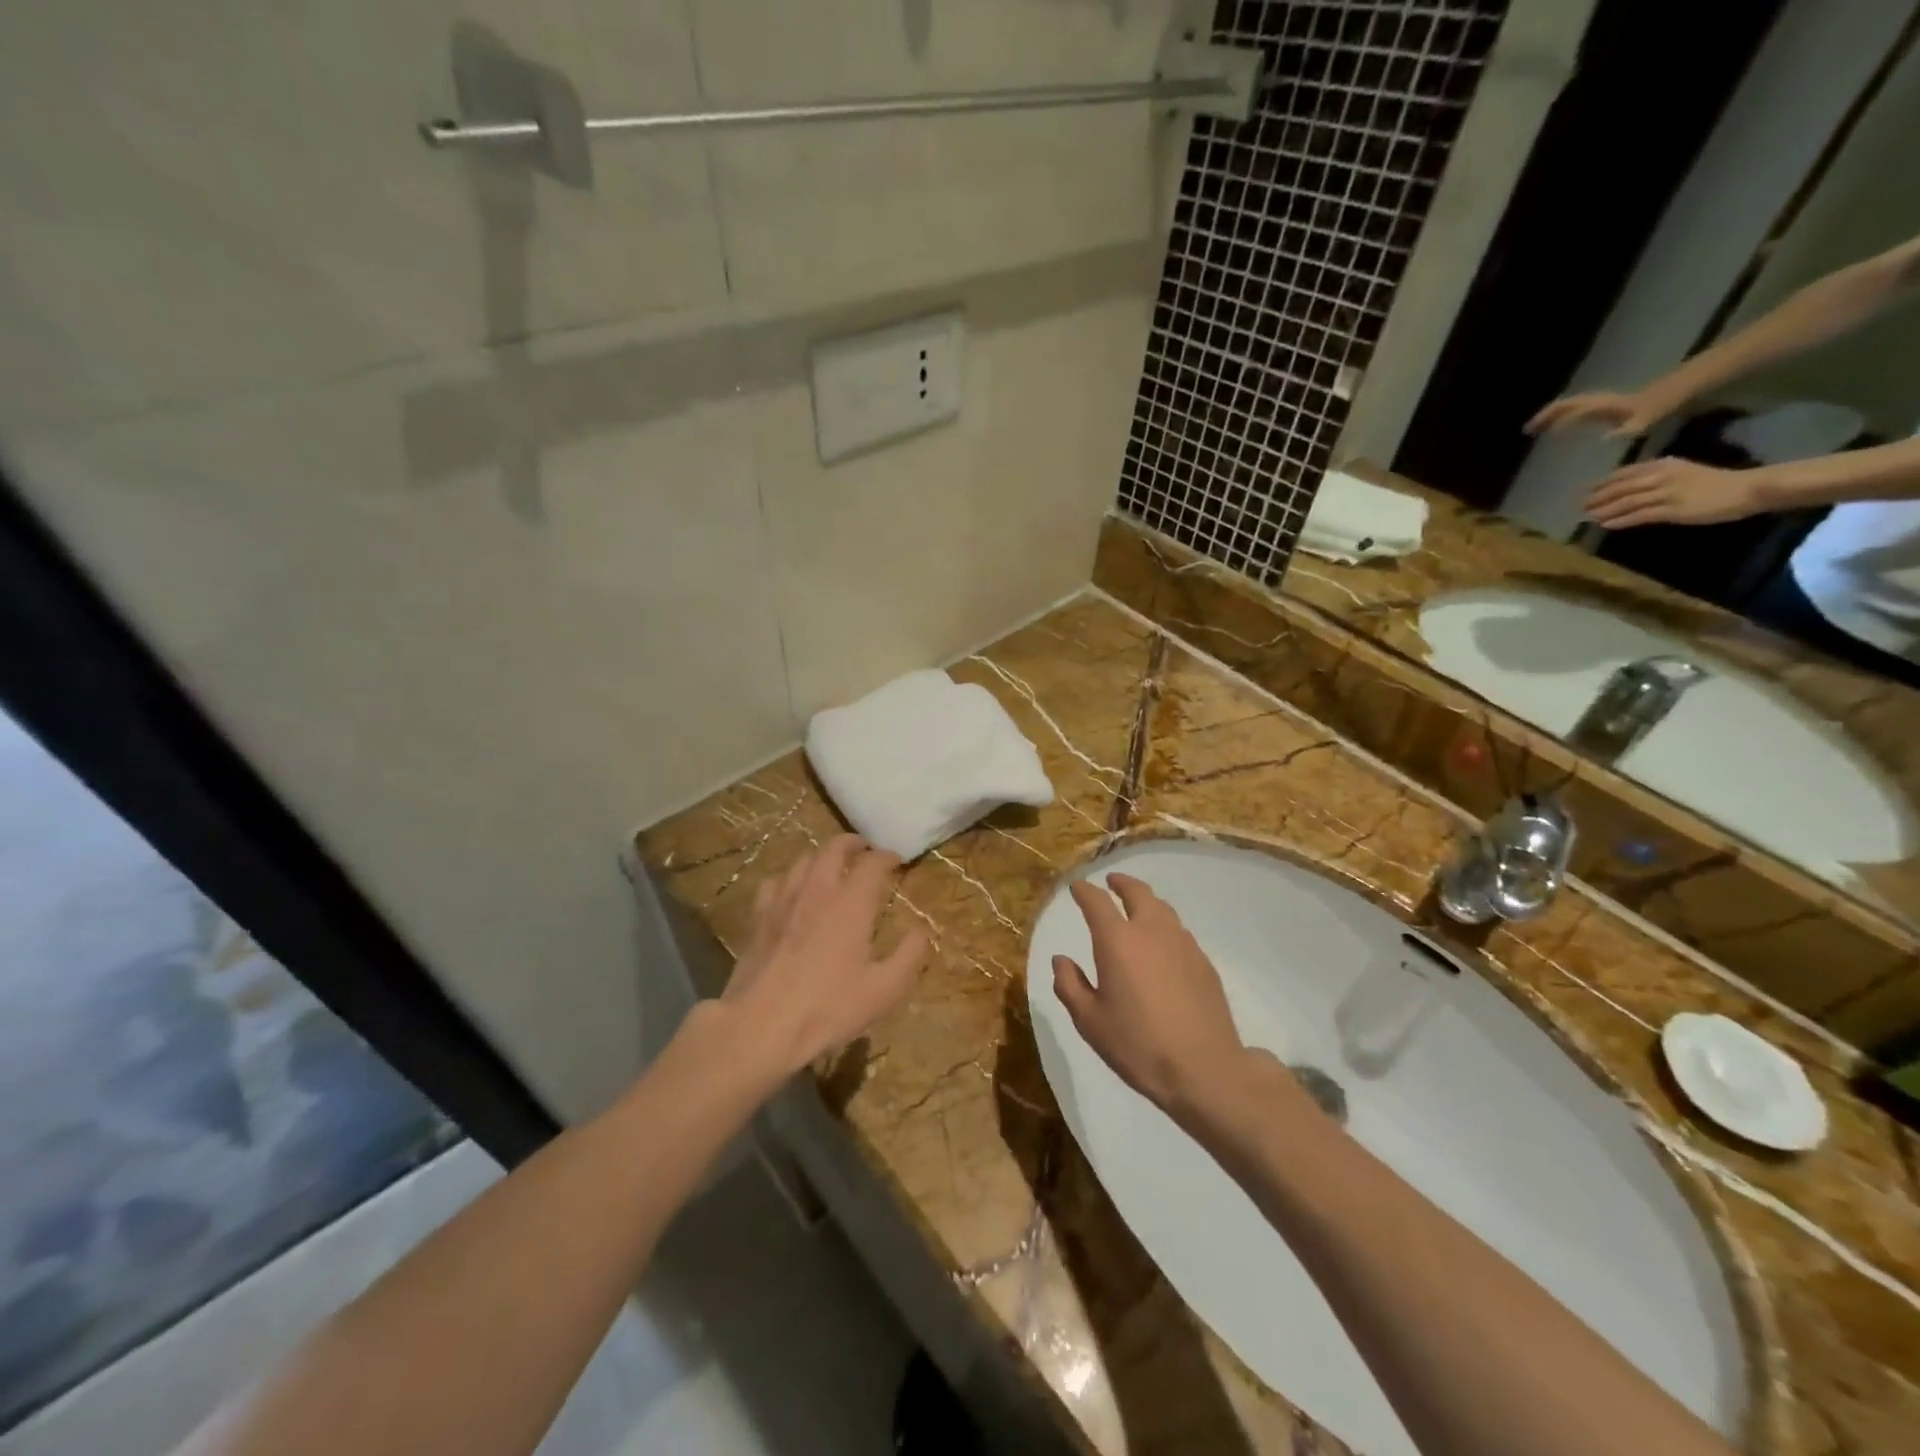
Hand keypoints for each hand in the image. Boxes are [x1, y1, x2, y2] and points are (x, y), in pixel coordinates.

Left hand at [718, 835, 928, 1078]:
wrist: (761, 1025)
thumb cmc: (828, 1008)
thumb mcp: (884, 990)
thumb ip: (909, 956)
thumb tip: (921, 931)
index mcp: (851, 903)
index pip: (873, 863)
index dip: (888, 857)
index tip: (897, 861)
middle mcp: (818, 890)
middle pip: (834, 848)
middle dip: (852, 843)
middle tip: (864, 849)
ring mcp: (784, 900)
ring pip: (804, 860)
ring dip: (822, 857)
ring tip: (831, 865)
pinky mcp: (759, 917)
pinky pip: (776, 882)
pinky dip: (790, 878)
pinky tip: (792, 891)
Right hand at [1051, 873, 1259, 1124]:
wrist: (1204, 1069)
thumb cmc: (1137, 1044)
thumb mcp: (1089, 1021)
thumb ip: (1069, 985)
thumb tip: (1061, 960)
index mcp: (1117, 941)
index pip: (1097, 901)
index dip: (1084, 890)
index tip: (1077, 886)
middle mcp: (1151, 931)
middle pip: (1137, 892)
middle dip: (1121, 883)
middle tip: (1111, 882)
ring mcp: (1182, 944)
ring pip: (1162, 908)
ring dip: (1146, 901)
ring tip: (1137, 908)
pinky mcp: (1203, 962)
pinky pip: (1179, 931)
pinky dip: (1164, 926)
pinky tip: (1161, 945)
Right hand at [1526, 389, 1672, 438]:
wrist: (1686, 387)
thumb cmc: (1666, 404)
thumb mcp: (1649, 419)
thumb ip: (1629, 428)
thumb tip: (1605, 437)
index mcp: (1607, 406)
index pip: (1575, 411)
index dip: (1554, 421)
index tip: (1535, 431)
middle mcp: (1602, 402)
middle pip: (1568, 404)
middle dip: (1547, 415)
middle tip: (1528, 428)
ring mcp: (1606, 403)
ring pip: (1574, 405)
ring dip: (1555, 415)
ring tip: (1540, 428)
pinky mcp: (1611, 407)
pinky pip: (1582, 410)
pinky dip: (1568, 417)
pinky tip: (1566, 429)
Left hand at [1586, 458, 1770, 528]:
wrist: (1746, 489)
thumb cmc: (1714, 482)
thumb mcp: (1682, 471)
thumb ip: (1656, 475)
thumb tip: (1628, 485)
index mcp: (1664, 465)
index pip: (1625, 473)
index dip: (1602, 483)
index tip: (1585, 490)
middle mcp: (1661, 476)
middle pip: (1620, 488)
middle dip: (1597, 497)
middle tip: (1579, 505)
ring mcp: (1666, 493)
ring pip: (1626, 502)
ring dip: (1604, 510)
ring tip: (1587, 517)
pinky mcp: (1672, 510)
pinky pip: (1639, 515)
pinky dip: (1620, 520)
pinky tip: (1606, 524)